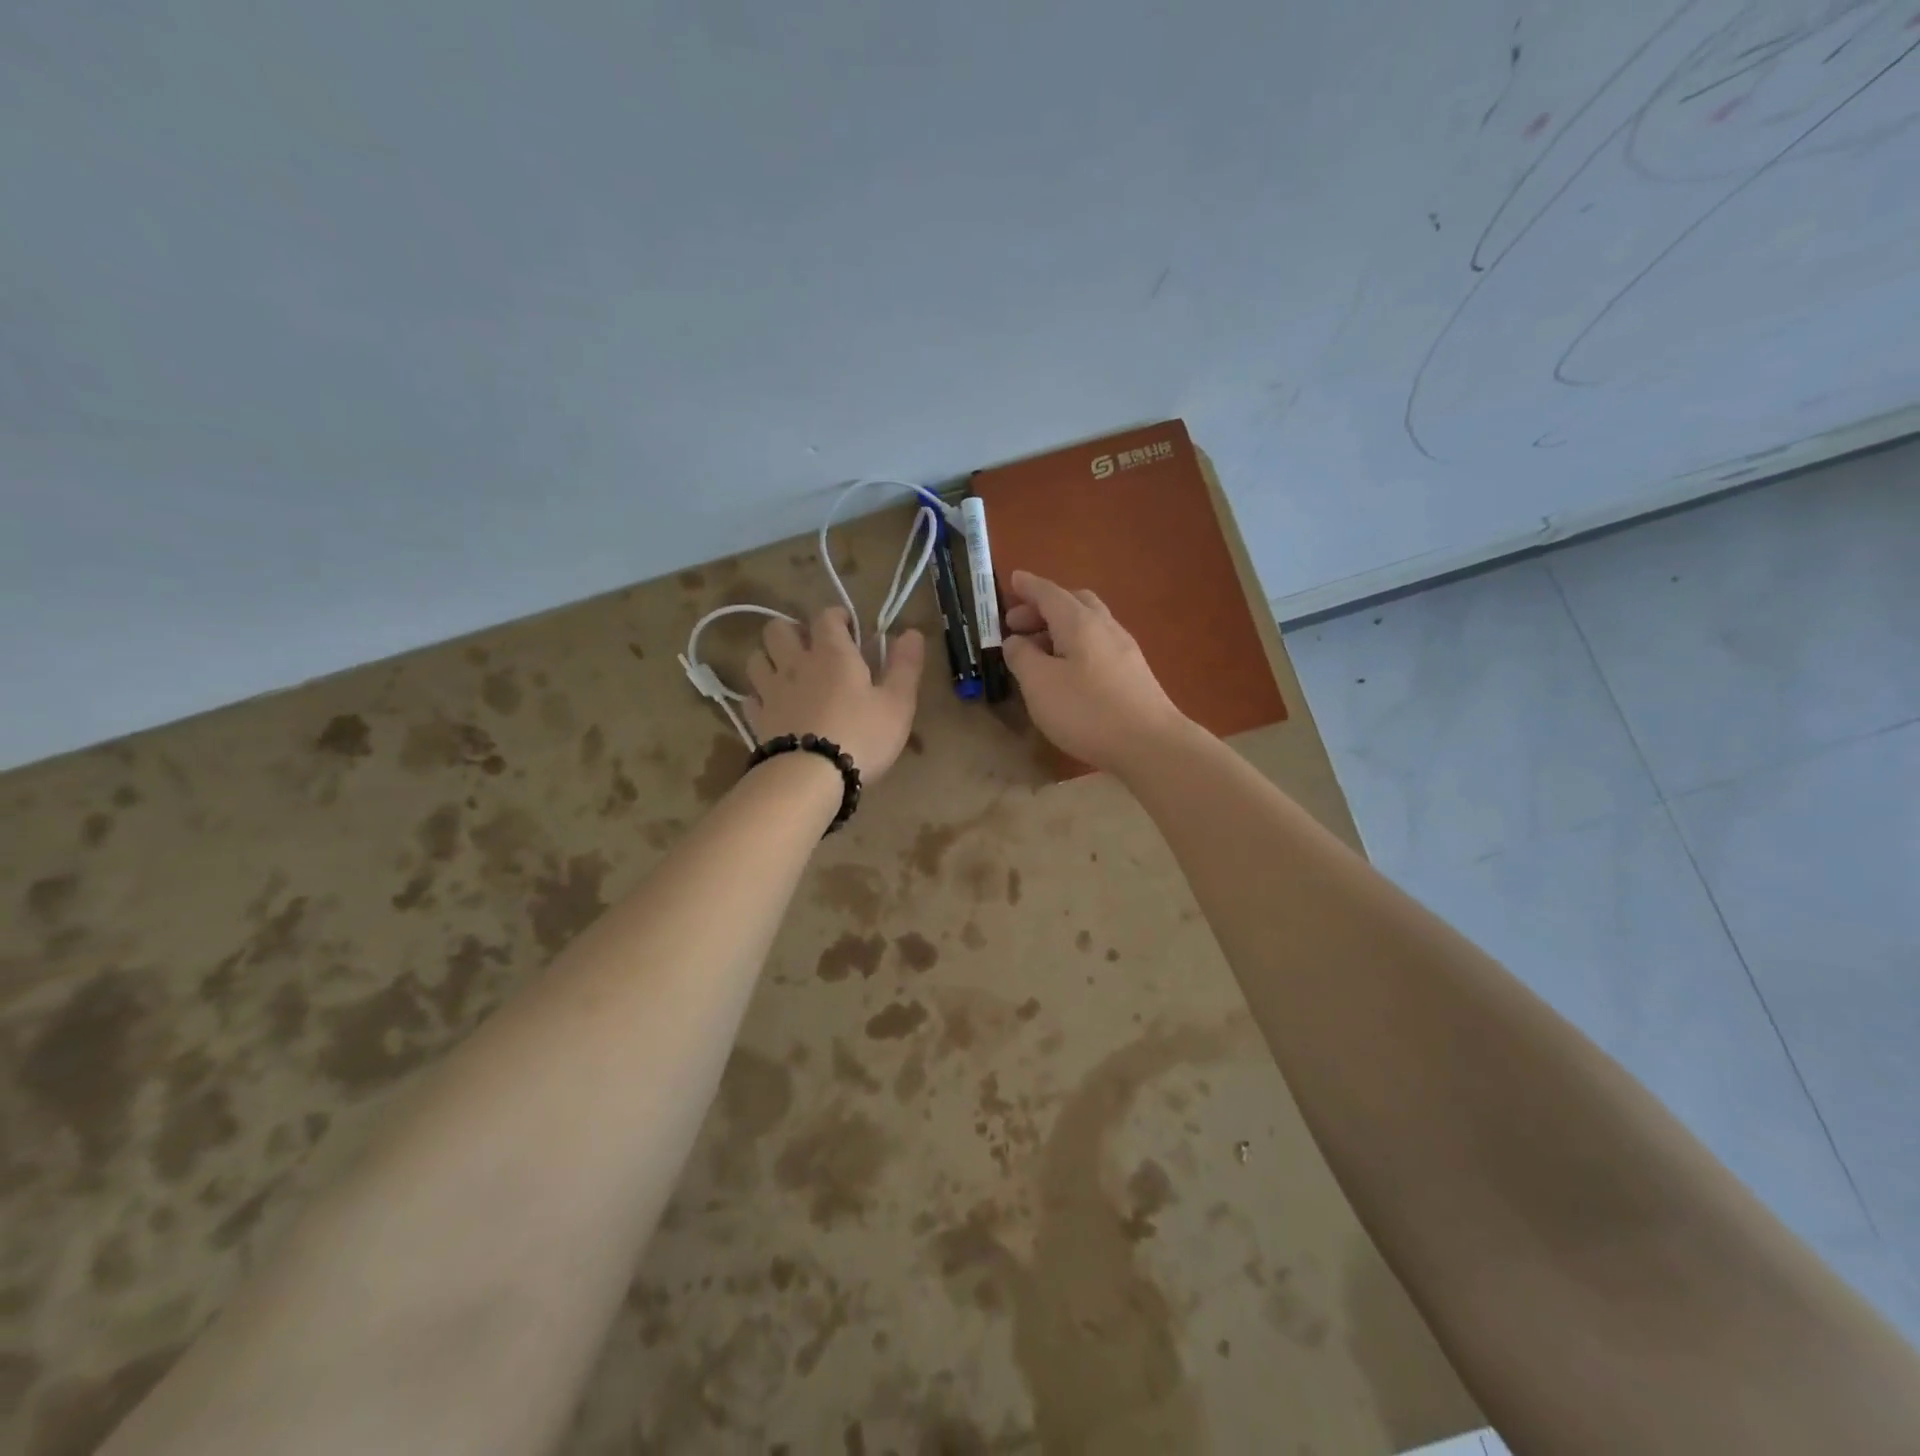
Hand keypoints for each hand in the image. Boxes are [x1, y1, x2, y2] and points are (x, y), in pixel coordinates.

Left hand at [745, 608, 924, 780]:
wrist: (811, 777)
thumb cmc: (862, 736)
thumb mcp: (898, 703)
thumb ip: (905, 665)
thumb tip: (912, 632)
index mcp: (832, 653)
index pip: (825, 616)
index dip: (837, 616)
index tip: (849, 628)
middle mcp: (795, 663)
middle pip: (778, 629)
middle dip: (793, 631)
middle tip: (811, 648)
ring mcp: (771, 691)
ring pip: (757, 658)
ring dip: (770, 658)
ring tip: (787, 672)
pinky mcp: (757, 719)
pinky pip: (750, 696)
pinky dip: (760, 695)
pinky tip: (773, 705)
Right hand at [1000, 570, 1188, 774]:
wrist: (1150, 744)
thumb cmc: (1087, 710)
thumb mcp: (1039, 684)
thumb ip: (1022, 657)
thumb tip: (1015, 641)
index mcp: (1079, 622)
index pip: (1049, 593)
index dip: (1028, 587)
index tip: (1012, 580)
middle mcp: (1105, 627)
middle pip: (1073, 602)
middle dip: (1043, 607)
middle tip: (1017, 624)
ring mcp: (1124, 649)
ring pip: (1088, 624)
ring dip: (1059, 628)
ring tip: (1037, 651)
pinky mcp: (1133, 673)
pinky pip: (1098, 644)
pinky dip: (1075, 645)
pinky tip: (1067, 670)